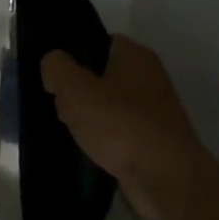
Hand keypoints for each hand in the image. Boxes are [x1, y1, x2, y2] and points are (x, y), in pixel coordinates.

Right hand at [41, 36, 207, 219]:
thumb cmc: (120, 123)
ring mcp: (155, 111)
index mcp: (136, 55)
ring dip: (90, 118)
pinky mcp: (154, 141)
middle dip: (79, 91)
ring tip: (73, 131)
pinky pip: (120, 132)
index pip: (100, 42)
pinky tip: (90, 150)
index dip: (75, 55)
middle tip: (61, 105)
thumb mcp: (75, 88)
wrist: (165, 177)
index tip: (56, 75)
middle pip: (102, 75)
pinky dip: (105, 140)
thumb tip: (53, 64)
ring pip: (110, 106)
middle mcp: (150, 78)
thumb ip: (56, 67)